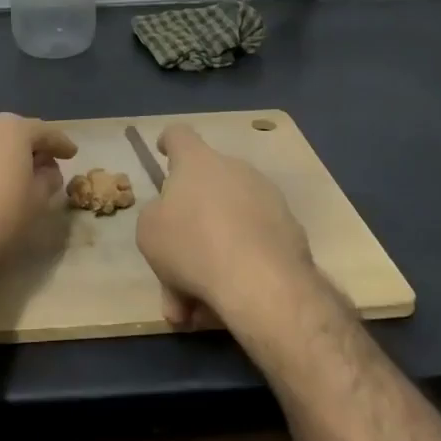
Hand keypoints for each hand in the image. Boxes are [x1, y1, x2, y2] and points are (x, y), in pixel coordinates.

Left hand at [0, 113, 77, 287]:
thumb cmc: (1, 215)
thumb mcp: (38, 198)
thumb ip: (49, 177)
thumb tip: (46, 170)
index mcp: (13, 128)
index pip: (45, 132)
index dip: (61, 144)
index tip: (72, 153)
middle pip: (15, 132)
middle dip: (31, 146)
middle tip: (46, 163)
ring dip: (5, 153)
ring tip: (17, 173)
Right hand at [135, 124, 313, 329]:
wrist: (261, 282)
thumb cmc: (192, 245)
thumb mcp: (149, 231)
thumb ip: (157, 216)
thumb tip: (171, 219)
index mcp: (198, 162)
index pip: (179, 136)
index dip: (168, 143)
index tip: (163, 152)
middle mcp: (236, 170)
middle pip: (205, 190)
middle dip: (188, 229)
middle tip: (172, 268)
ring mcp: (268, 199)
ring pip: (228, 225)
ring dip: (211, 257)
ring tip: (195, 302)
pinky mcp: (291, 231)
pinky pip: (253, 246)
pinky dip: (237, 270)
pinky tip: (224, 304)